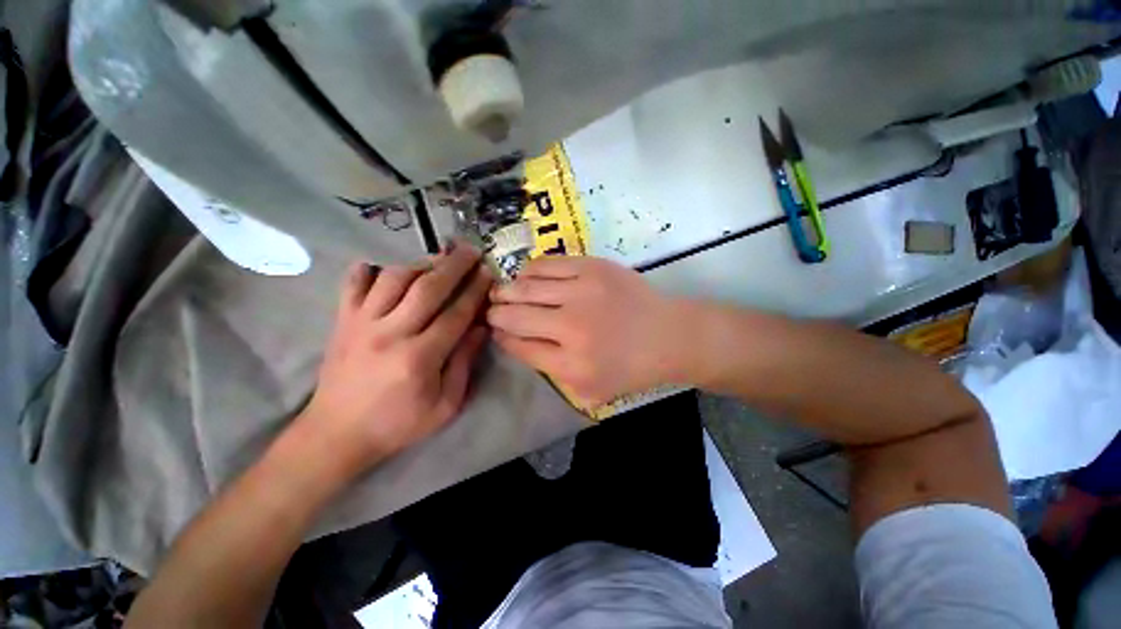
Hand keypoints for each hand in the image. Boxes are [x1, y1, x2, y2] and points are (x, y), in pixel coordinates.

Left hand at [301, 243, 491, 473]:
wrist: (336, 434)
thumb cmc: (398, 424)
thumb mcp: (445, 405)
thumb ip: (464, 363)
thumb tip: (480, 328)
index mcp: (419, 358)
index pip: (455, 314)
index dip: (475, 290)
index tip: (487, 272)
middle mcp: (390, 333)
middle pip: (427, 288)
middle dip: (454, 265)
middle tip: (470, 250)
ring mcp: (361, 324)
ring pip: (393, 279)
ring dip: (420, 263)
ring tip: (439, 258)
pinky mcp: (342, 322)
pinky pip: (353, 285)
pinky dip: (368, 269)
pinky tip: (383, 264)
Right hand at [487, 257, 686, 407]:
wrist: (668, 335)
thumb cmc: (631, 368)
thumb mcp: (591, 391)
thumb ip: (552, 373)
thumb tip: (518, 342)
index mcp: (571, 364)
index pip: (519, 346)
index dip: (501, 337)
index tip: (495, 330)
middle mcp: (571, 327)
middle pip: (516, 316)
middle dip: (495, 313)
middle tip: (491, 310)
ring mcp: (582, 293)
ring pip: (526, 288)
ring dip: (507, 291)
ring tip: (501, 291)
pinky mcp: (592, 268)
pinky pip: (547, 265)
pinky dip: (529, 271)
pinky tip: (525, 276)